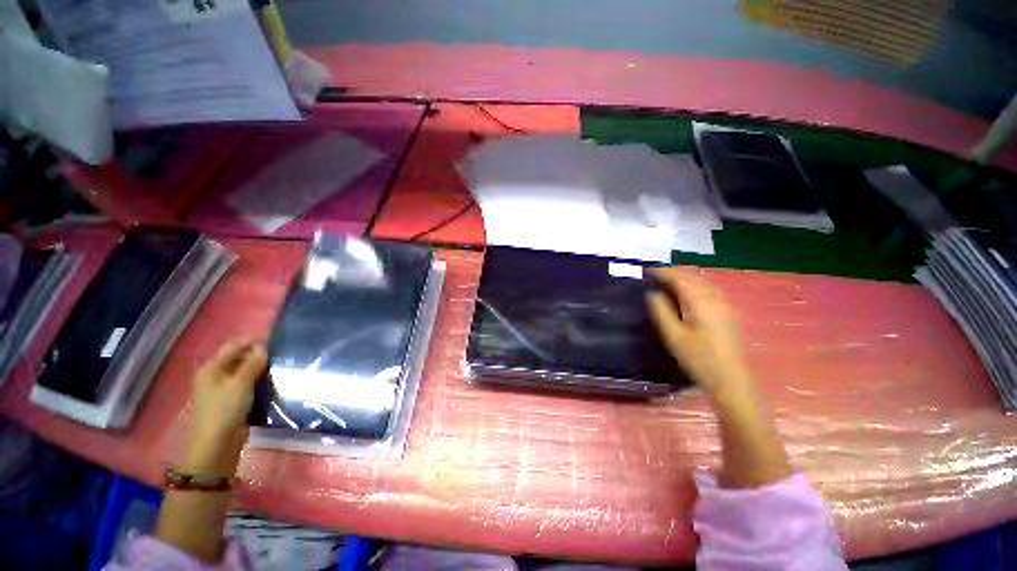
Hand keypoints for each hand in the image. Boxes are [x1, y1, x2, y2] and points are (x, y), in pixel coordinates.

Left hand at [182, 339, 266, 476]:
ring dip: (260, 369)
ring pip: (244, 371)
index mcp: (212, 367)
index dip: (254, 342)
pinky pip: (246, 383)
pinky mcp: (231, 399)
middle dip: (258, 356)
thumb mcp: (241, 383)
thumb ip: (253, 363)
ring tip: (279, 369)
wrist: (216, 444)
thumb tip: (264, 346)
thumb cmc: (225, 409)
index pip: (234, 345)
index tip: (276, 343)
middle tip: (279, 357)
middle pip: (239, 357)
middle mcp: (215, 374)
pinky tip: (271, 382)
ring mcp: (222, 388)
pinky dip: (258, 381)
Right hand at [646, 267, 755, 403]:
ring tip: (667, 280)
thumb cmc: (699, 360)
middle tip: (655, 274)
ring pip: (703, 281)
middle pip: (694, 276)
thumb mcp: (674, 337)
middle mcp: (716, 299)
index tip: (647, 270)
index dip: (663, 272)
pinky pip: (709, 289)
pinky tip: (688, 292)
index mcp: (701, 304)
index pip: (681, 279)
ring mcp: (725, 306)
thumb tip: (651, 293)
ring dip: (685, 277)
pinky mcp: (728, 313)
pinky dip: (695, 284)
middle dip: (674, 272)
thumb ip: (661, 312)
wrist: (731, 381)